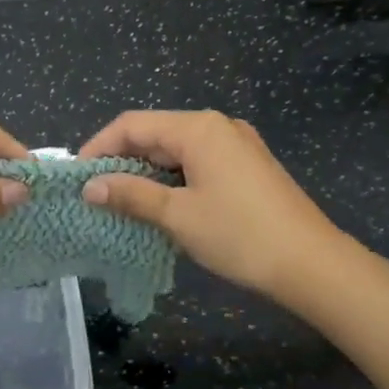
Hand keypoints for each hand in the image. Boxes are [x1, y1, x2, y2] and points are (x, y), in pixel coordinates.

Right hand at [79, 110, 346, 301]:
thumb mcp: (178, 216)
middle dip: (122, 160)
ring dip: (147, 172)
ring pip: (176, 150)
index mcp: (198, 128)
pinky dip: (173, 179)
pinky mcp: (247, 166)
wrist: (312, 264)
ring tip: (121, 202)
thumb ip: (131, 195)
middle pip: (155, 133)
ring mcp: (237, 145)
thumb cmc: (240, 235)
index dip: (99, 146)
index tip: (76, 176)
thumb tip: (90, 187)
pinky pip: (198, 162)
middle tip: (95, 193)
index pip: (133, 124)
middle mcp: (217, 126)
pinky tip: (161, 204)